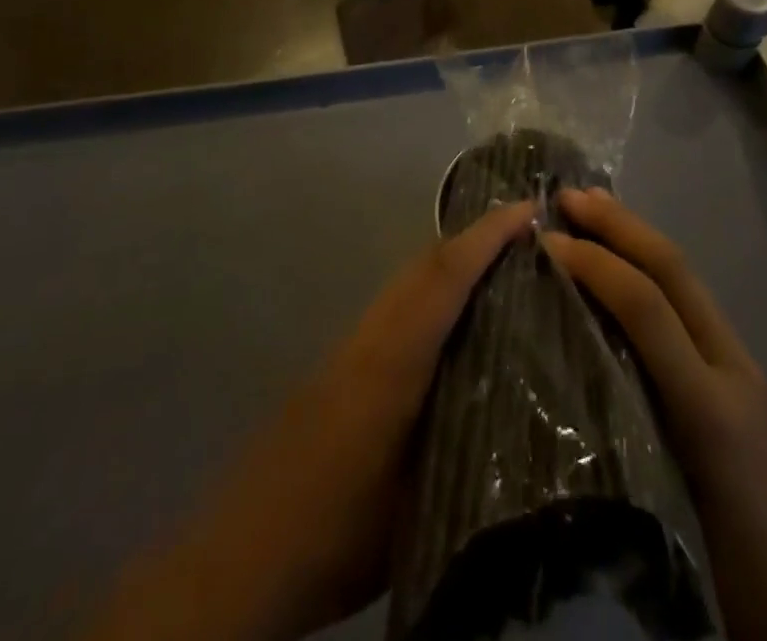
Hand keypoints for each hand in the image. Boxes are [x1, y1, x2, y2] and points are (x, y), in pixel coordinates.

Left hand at [88, 200, 535, 640]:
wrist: (240, 555)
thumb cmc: (334, 533)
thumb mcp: (416, 505)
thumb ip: (465, 449)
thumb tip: (523, 417)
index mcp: (393, 361)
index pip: (444, 277)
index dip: (486, 237)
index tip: (526, 210)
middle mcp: (371, 337)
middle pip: (424, 264)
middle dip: (473, 237)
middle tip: (524, 231)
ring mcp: (350, 346)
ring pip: (407, 281)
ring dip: (451, 261)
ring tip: (500, 265)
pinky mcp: (340, 364)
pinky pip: (395, 305)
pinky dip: (430, 290)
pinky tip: (452, 319)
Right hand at [543, 188, 766, 640]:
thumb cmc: (738, 561)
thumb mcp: (674, 500)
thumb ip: (626, 433)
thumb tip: (567, 360)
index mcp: (710, 401)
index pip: (650, 308)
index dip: (596, 266)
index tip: (546, 242)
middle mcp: (727, 364)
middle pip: (674, 272)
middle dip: (621, 225)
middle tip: (569, 195)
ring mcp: (737, 364)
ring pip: (684, 280)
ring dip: (637, 235)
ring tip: (593, 207)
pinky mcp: (736, 373)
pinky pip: (688, 304)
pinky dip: (651, 267)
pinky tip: (624, 264)